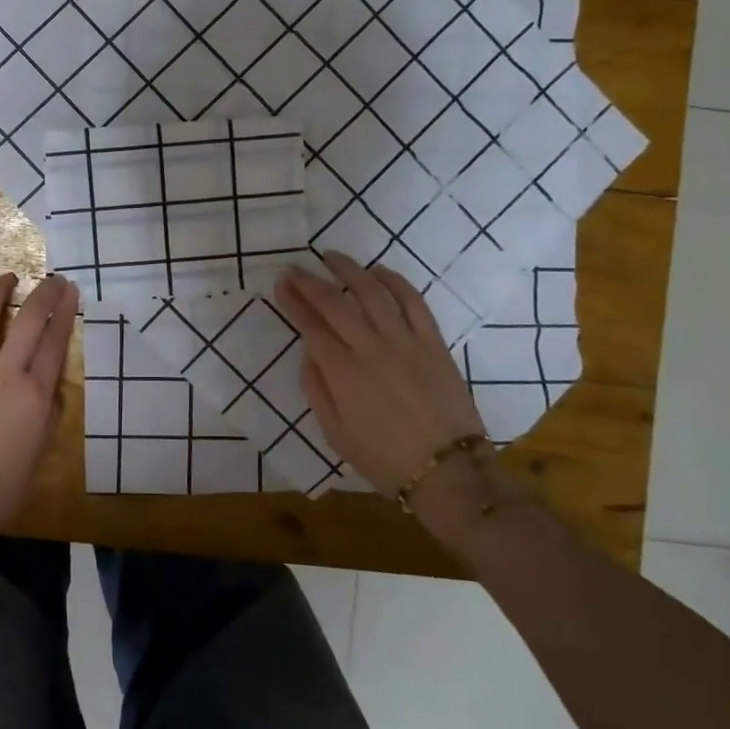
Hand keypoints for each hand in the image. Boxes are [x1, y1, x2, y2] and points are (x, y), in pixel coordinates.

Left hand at [0, 272, 78, 554]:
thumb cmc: (1, 487)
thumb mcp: (41, 450)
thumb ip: (49, 410)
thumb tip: (48, 382)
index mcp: (35, 395)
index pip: (55, 341)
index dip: (65, 311)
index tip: (70, 291)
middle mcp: (5, 375)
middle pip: (28, 320)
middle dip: (44, 293)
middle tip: (51, 279)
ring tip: (7, 278)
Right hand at [276, 254, 492, 525]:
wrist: (448, 472)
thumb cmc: (385, 459)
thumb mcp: (336, 434)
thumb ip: (317, 391)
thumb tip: (309, 355)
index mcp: (342, 373)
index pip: (310, 326)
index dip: (293, 301)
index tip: (281, 283)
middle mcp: (370, 348)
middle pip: (335, 303)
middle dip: (310, 282)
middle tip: (295, 268)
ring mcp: (405, 341)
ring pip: (372, 293)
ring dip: (349, 270)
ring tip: (331, 256)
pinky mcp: (433, 342)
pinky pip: (413, 302)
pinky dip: (394, 281)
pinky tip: (378, 272)